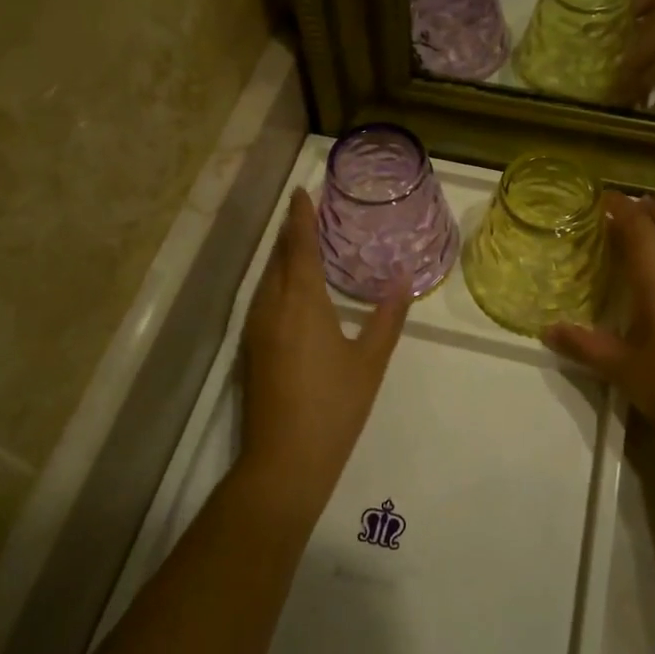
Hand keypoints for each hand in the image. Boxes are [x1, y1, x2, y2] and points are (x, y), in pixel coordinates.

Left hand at [237, 189, 408, 518]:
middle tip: (307, 210)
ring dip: (281, 255)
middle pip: (278, 258)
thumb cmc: (334, 407)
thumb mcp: (370, 361)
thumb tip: (403, 279)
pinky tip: (291, 287)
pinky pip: (262, 298)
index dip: (301, 217)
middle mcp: (272, 308)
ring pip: (266, 278)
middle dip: (290, 231)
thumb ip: (388, 317)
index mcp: (301, 303)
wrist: (284, 462)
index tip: (301, 191)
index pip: (299, 247)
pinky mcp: (251, 349)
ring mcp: (256, 330)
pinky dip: (276, 279)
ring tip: (301, 240)